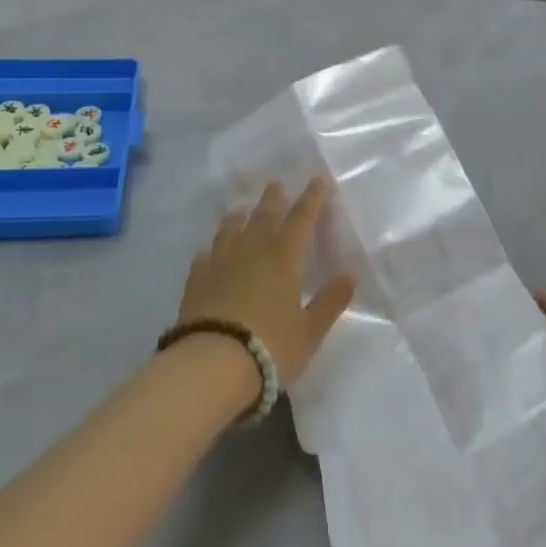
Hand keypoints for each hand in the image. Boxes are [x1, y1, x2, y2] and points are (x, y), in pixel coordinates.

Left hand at [179, 180, 356, 387]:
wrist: (211, 365)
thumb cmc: (270, 347)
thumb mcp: (310, 331)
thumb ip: (330, 301)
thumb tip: (350, 273)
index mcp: (284, 259)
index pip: (301, 220)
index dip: (311, 200)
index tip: (317, 181)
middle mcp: (251, 252)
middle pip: (264, 217)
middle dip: (273, 199)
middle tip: (276, 185)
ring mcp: (220, 264)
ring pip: (231, 230)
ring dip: (240, 217)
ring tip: (242, 210)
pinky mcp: (196, 282)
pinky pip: (206, 255)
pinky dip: (213, 248)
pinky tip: (210, 251)